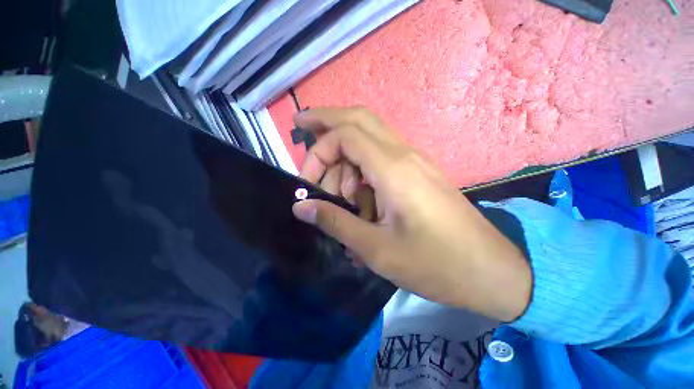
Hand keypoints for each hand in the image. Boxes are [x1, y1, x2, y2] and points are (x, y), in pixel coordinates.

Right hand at [292, 107, 530, 321]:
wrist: (489, 271)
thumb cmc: (433, 264)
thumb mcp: (376, 248)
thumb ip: (335, 221)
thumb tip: (300, 206)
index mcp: (393, 168)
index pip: (344, 134)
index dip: (317, 152)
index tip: (307, 183)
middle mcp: (404, 154)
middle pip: (358, 118)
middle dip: (325, 120)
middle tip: (300, 128)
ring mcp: (414, 161)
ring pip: (368, 137)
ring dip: (344, 157)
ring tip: (340, 195)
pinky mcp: (418, 173)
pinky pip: (380, 157)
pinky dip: (360, 168)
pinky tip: (359, 198)